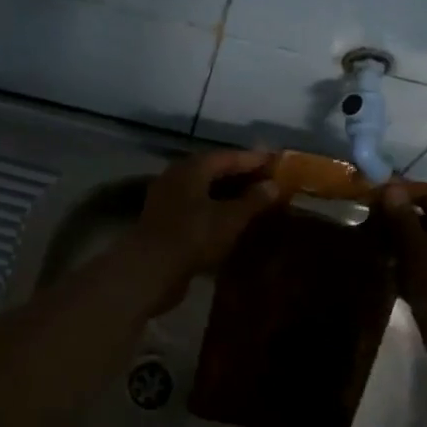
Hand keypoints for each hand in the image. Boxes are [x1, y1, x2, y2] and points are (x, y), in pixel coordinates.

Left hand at [121, 149, 284, 312]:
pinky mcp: (164, 221)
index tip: (275, 162)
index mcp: (192, 168)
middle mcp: (177, 177)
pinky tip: (230, 222)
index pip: (228, 156)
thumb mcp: (230, 218)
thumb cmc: (194, 236)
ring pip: (204, 191)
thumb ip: (253, 200)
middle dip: (240, 176)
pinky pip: (196, 208)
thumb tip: (273, 185)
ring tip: (253, 201)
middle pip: (213, 171)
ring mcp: (167, 199)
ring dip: (227, 194)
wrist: (151, 270)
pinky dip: (215, 210)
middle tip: (267, 181)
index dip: (253, 159)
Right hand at [378, 180, 426, 366]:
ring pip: (409, 247)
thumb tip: (391, 187)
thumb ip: (404, 220)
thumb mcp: (420, 249)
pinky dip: (389, 269)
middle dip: (391, 217)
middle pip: (418, 220)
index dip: (403, 189)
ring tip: (359, 243)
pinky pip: (405, 272)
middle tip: (360, 220)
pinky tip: (368, 270)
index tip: (373, 194)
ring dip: (387, 244)